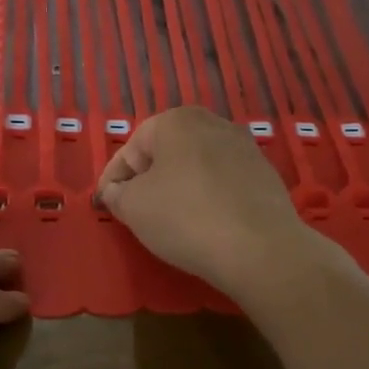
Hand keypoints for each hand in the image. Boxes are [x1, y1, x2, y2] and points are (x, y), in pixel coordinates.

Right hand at [95, 107, 319, 297]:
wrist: (260, 248)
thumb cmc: (185, 218)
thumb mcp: (134, 207)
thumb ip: (117, 194)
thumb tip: (116, 192)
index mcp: (176, 120)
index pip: (131, 150)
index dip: (112, 180)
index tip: (104, 206)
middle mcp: (213, 123)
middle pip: (165, 154)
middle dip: (147, 181)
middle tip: (135, 213)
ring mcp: (244, 148)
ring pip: (196, 168)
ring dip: (178, 189)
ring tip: (169, 221)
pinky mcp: (264, 175)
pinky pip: (222, 184)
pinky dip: (207, 199)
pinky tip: (204, 224)